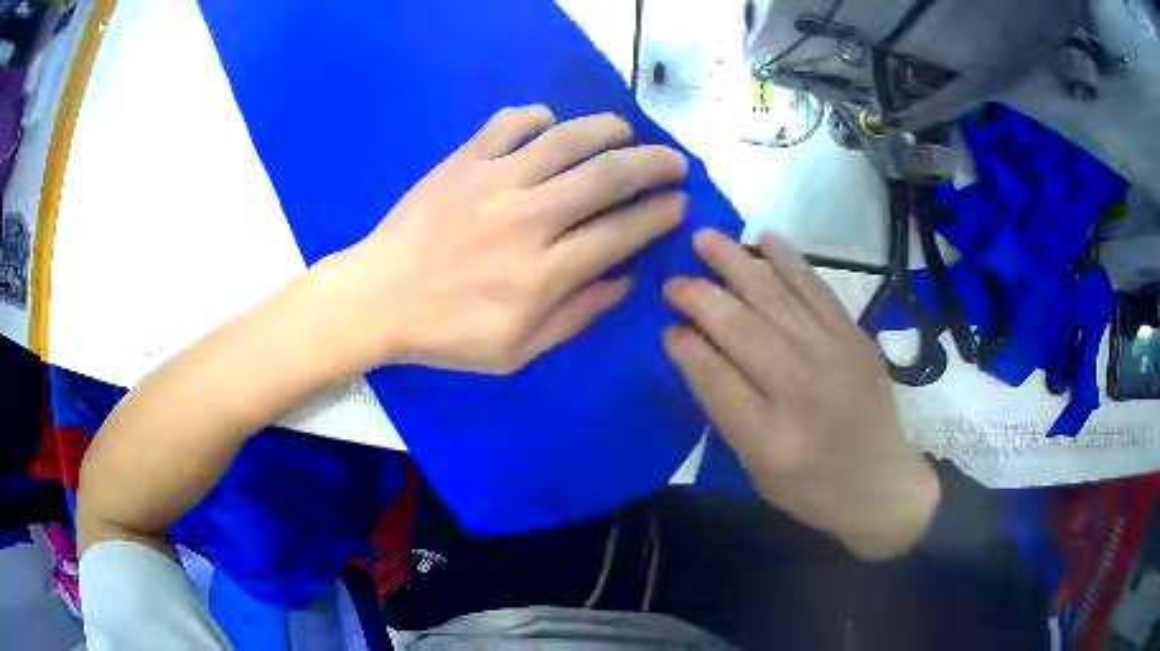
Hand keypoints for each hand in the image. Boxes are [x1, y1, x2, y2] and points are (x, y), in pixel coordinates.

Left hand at [327, 106, 686, 374]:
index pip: (621, 233)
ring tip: (625, 133)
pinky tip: (550, 125)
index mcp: (543, 272)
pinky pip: (510, 122)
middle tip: (674, 162)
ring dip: (608, 130)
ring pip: (567, 139)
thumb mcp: (517, 351)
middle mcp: (528, 218)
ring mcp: (493, 182)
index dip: (660, 215)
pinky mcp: (463, 160)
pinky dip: (538, 116)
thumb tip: (624, 281)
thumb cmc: (446, 333)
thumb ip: (576, 316)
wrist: (378, 298)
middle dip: (654, 164)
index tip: (679, 205)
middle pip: (607, 176)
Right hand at [663, 229, 939, 560]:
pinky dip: (789, 262)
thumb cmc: (812, 487)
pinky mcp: (856, 337)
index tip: (666, 325)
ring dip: (736, 263)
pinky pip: (817, 290)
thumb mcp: (757, 470)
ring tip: (704, 238)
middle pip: (743, 331)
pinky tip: (765, 238)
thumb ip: (727, 412)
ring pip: (776, 299)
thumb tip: (694, 351)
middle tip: (673, 281)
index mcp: (770, 440)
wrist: (882, 484)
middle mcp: (802, 391)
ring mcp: (835, 357)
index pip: (716, 380)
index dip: (687, 347)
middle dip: (701, 298)